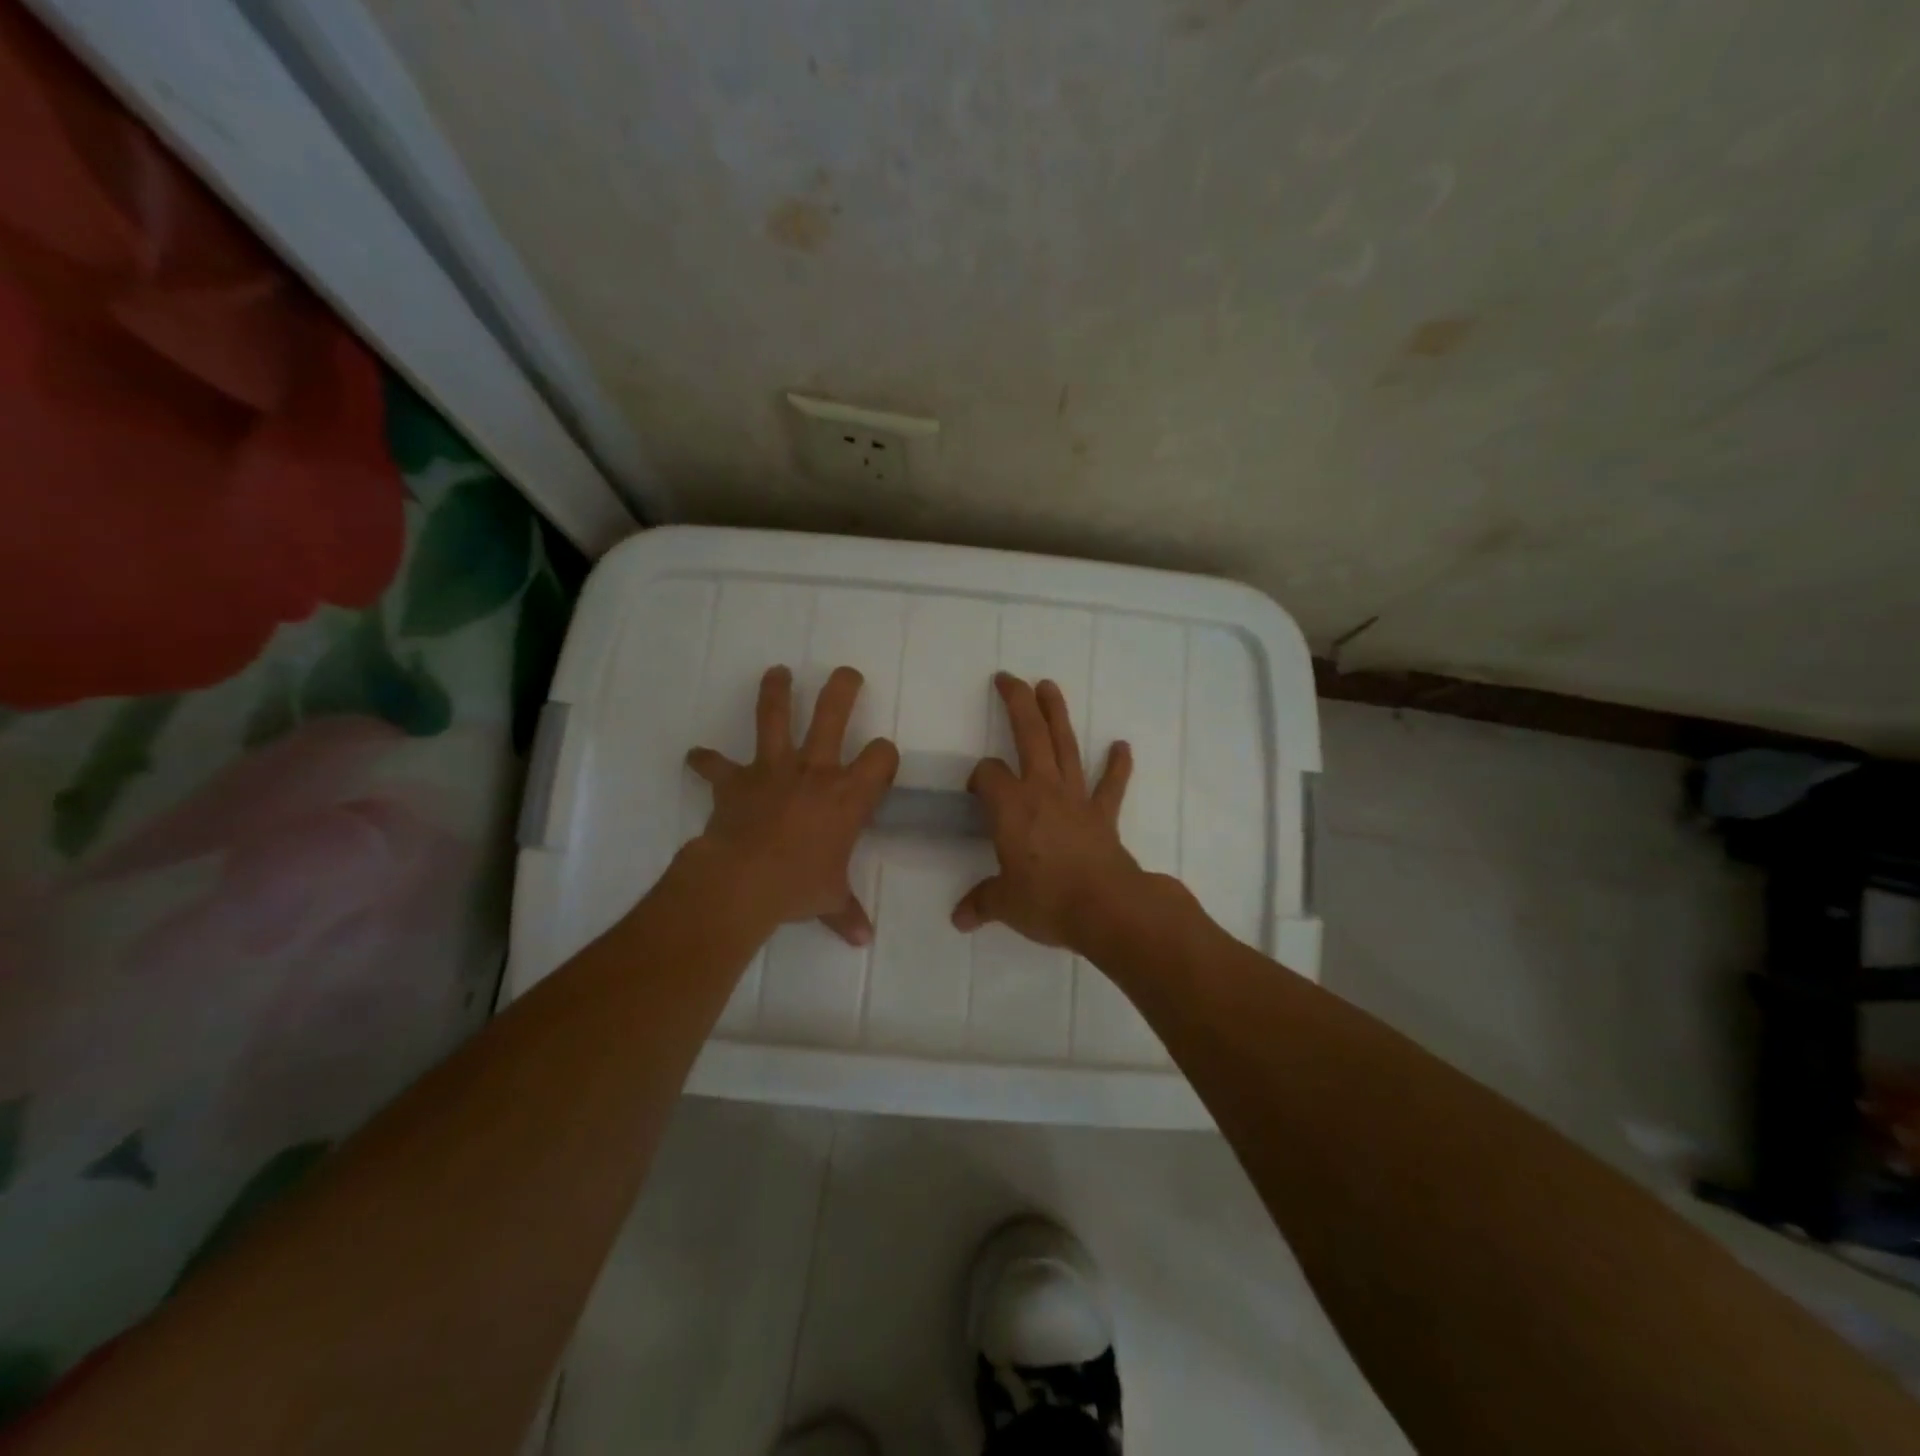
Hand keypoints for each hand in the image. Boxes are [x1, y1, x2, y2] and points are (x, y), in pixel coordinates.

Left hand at [686, 665, 898, 944]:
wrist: (743, 882)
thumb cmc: (798, 886)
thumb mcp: (830, 900)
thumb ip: (847, 913)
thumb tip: (863, 940)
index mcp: (848, 795)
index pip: (881, 756)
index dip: (885, 755)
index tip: (881, 760)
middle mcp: (815, 770)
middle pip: (834, 713)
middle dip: (843, 688)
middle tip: (847, 673)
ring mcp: (773, 769)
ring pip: (775, 716)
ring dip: (776, 691)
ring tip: (777, 672)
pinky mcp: (736, 779)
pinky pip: (715, 764)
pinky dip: (705, 760)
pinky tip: (696, 756)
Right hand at [952, 673, 1143, 949]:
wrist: (1106, 907)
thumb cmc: (1047, 900)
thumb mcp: (1005, 904)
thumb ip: (981, 903)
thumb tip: (959, 919)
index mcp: (1011, 806)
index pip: (988, 774)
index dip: (978, 776)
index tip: (975, 792)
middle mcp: (1042, 790)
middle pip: (1028, 736)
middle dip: (1017, 703)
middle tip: (1008, 677)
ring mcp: (1076, 798)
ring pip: (1065, 746)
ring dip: (1057, 715)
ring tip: (1049, 685)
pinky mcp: (1103, 814)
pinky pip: (1111, 785)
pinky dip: (1117, 765)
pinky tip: (1121, 745)